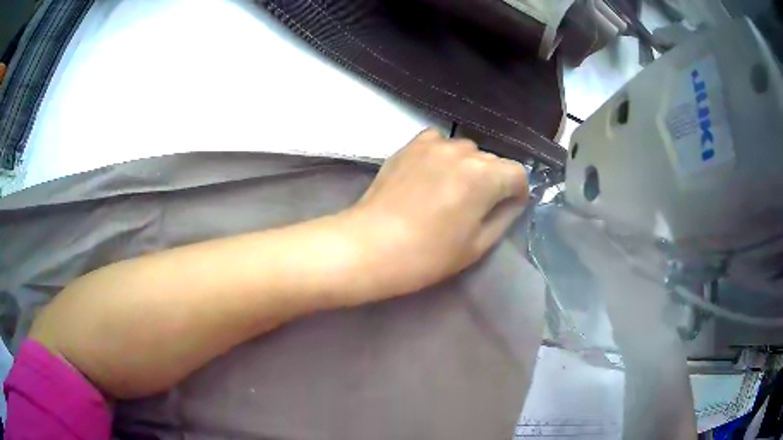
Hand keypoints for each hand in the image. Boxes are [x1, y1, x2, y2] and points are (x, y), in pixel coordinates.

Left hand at [341, 128, 528, 301]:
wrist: (372, 246)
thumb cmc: (428, 254)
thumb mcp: (477, 245)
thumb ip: (504, 217)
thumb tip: (512, 201)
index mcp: (485, 176)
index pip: (517, 173)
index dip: (517, 192)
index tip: (507, 208)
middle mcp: (464, 151)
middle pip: (492, 161)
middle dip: (493, 181)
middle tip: (475, 206)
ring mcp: (434, 145)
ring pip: (466, 150)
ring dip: (467, 167)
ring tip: (450, 190)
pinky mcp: (410, 145)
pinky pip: (438, 141)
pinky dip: (442, 154)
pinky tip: (432, 172)